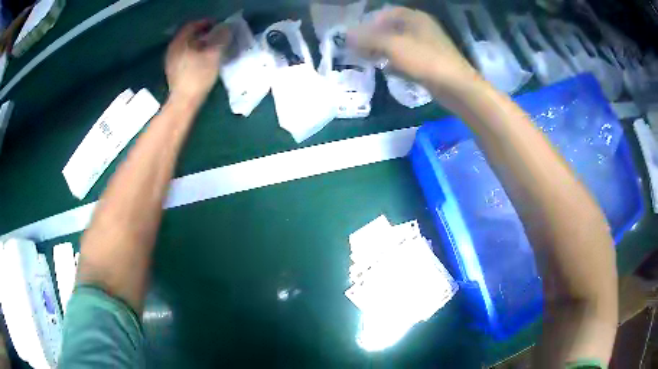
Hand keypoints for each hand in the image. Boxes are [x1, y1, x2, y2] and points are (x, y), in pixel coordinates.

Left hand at [165, 20, 231, 103]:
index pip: (192, 25)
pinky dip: (194, 53)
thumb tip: (226, 27)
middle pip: (188, 35)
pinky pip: (184, 55)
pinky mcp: (173, 71)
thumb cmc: (198, 76)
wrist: (184, 102)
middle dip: (203, 33)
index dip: (206, 23)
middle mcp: (172, 49)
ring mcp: (171, 61)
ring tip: (212, 47)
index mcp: (180, 42)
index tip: (219, 25)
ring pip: (187, 46)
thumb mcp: (213, 54)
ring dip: (199, 44)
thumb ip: (221, 38)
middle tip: (217, 35)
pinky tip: (203, 59)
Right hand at [347, 7, 479, 96]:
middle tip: (361, 49)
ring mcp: (427, 46)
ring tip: (370, 60)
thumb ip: (369, 38)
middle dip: (375, 38)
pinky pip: (408, 57)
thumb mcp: (393, 45)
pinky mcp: (430, 62)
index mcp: (415, 18)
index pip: (387, 13)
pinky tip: (388, 70)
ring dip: (384, 50)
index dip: (370, 22)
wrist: (456, 87)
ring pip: (399, 43)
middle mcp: (422, 28)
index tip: (358, 35)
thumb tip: (347, 35)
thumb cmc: (425, 60)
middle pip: (392, 28)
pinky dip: (396, 61)